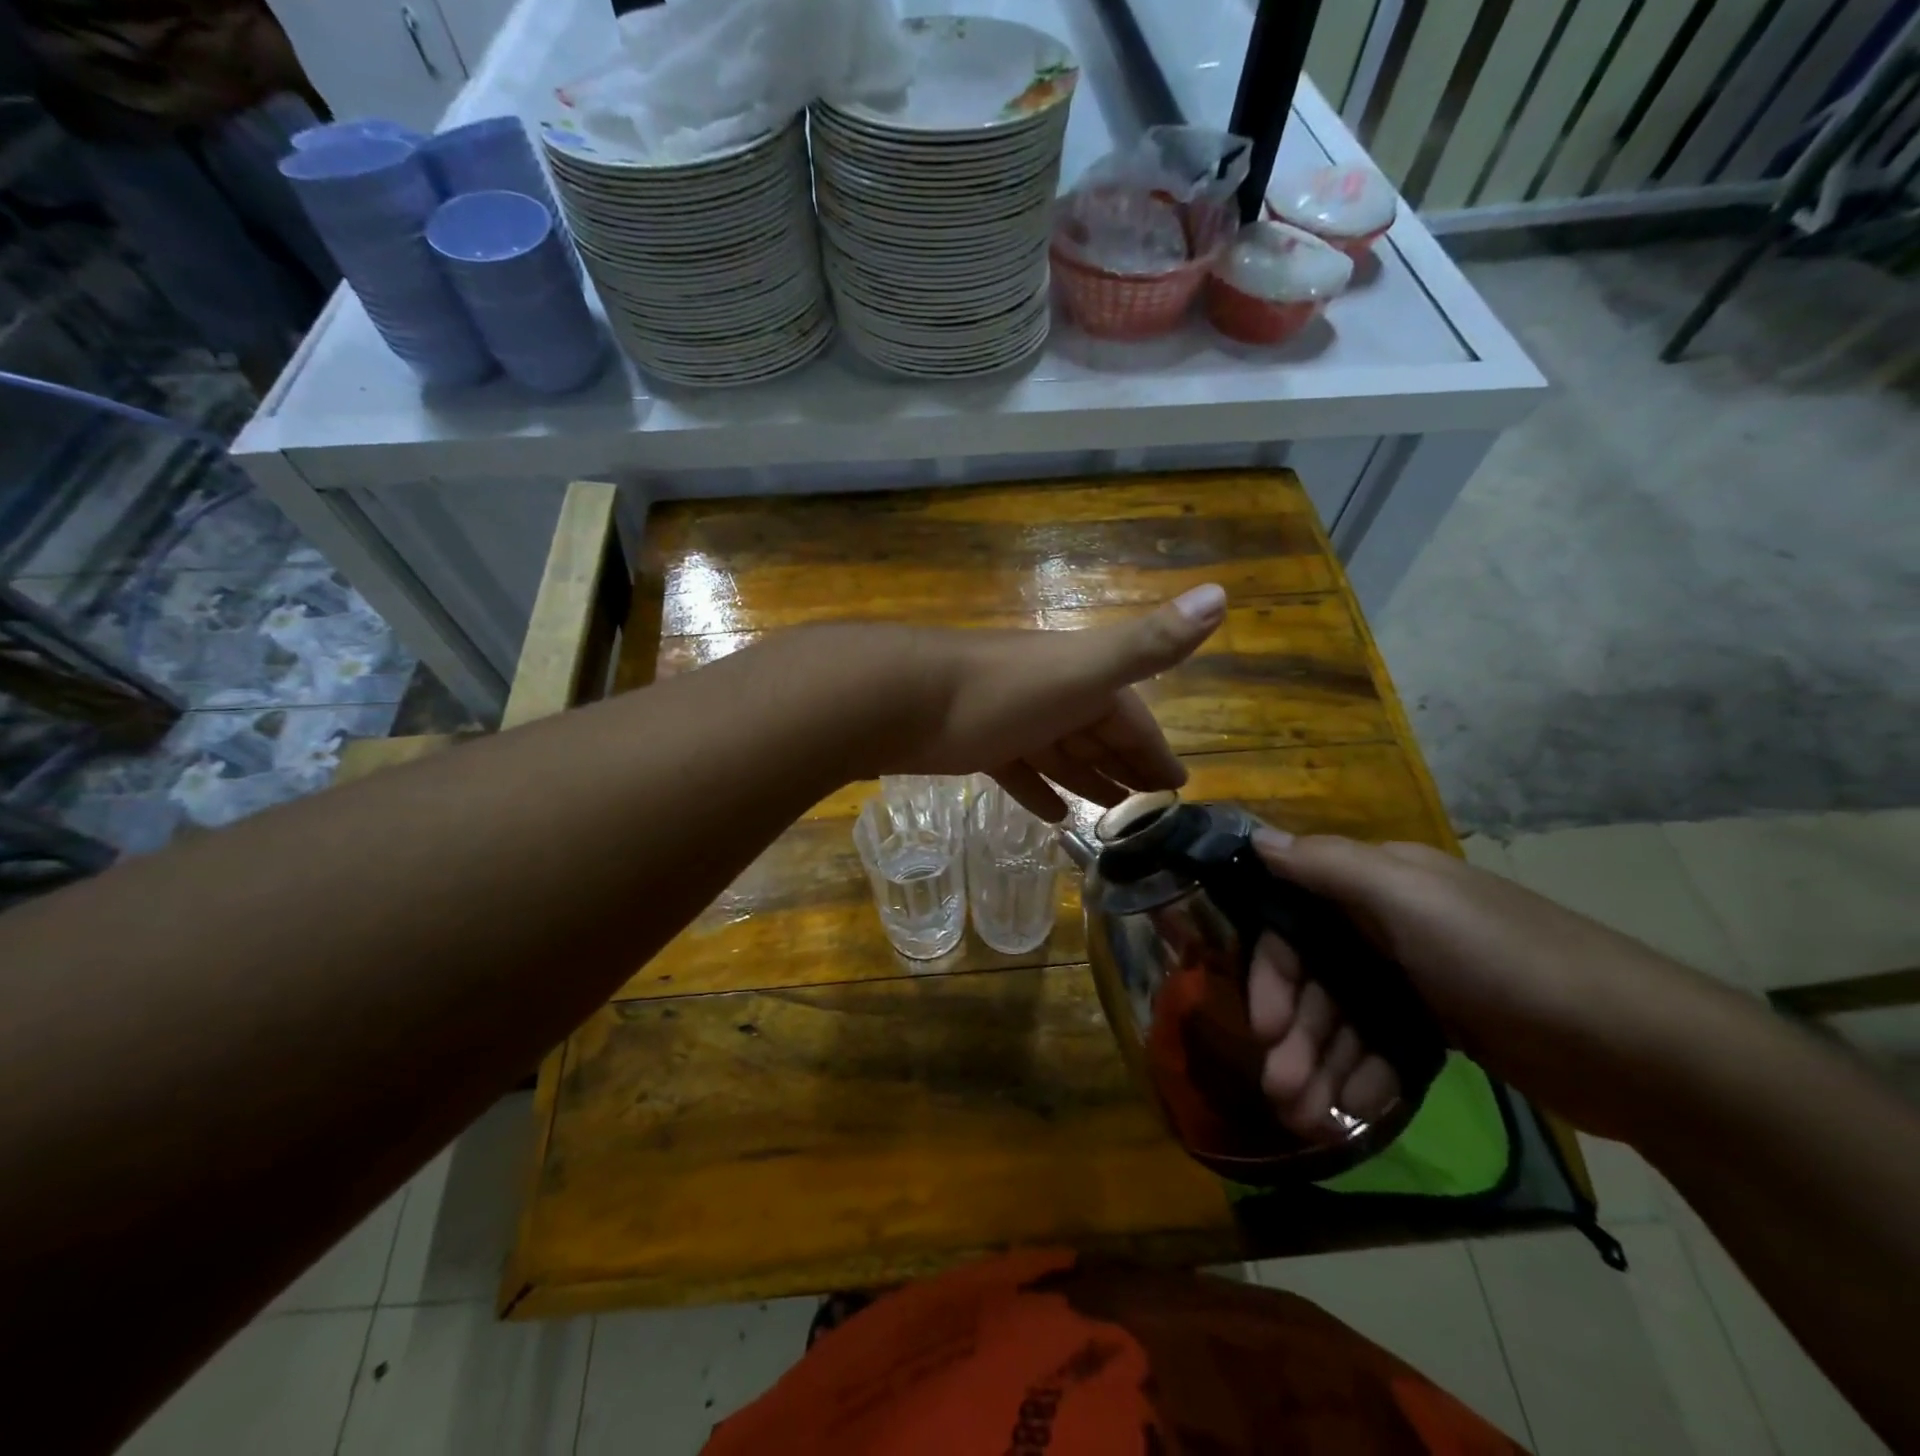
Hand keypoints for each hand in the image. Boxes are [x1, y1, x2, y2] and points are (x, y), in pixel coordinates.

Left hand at [885, 584, 1228, 819]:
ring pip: (1061, 754)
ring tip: (1111, 817)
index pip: (1133, 719)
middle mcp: (1051, 696)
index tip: (1179, 786)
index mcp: (1083, 681)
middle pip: (1097, 737)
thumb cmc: (1002, 690)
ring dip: (1086, 781)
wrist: (905, 698)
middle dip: (1125, 769)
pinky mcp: (978, 746)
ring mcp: (1013, 721)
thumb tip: (1221, 594)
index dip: (1156, 751)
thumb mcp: (1084, 670)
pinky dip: (1038, 789)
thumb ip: (1149, 643)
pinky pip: (1019, 771)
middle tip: (1150, 810)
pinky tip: (1053, 815)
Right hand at [1249, 833, 1720, 1141]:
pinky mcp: (1444, 1027)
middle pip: (1316, 979)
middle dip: (1296, 1035)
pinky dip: (1364, 1078)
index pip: (1294, 922)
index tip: (1264, 1028)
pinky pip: (1382, 1048)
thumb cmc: (1508, 962)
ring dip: (1321, 1066)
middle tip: (1281, 1093)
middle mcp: (1388, 924)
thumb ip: (1329, 866)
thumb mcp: (1413, 899)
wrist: (1644, 1051)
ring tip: (1307, 1119)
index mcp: (1378, 884)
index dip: (1272, 973)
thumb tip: (1256, 838)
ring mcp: (1416, 978)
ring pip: (1345, 1020)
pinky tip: (1354, 1113)